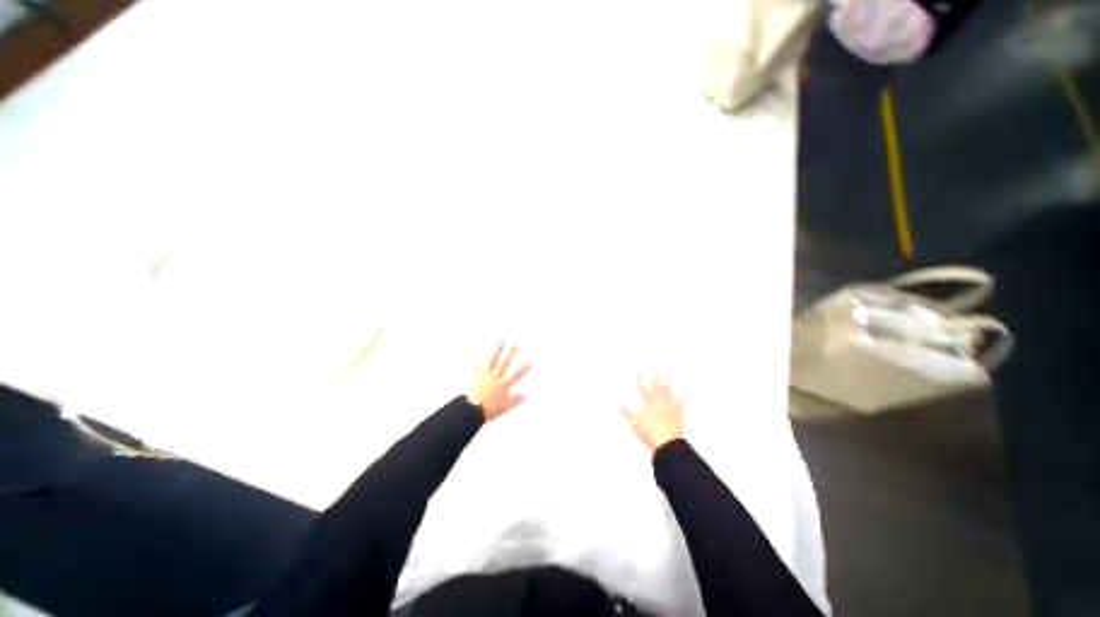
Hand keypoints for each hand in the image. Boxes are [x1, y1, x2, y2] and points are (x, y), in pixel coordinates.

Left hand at [464, 346, 530, 420]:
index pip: (516, 375)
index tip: (530, 361)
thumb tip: (525, 396)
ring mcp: (484, 374)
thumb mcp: (504, 408)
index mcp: (503, 385)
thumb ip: (514, 401)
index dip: (523, 368)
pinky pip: (474, 364)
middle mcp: (495, 376)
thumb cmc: (488, 410)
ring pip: (491, 359)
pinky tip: (477, 348)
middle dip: (510, 352)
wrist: (471, 410)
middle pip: (504, 362)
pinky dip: (475, 356)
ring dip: (497, 349)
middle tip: (515, 344)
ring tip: (501, 341)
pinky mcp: (473, 375)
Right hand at [622, 371, 684, 451]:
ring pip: (669, 388)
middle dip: (656, 373)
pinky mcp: (679, 410)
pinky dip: (683, 393)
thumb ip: (627, 411)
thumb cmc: (649, 433)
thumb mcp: (634, 422)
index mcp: (648, 401)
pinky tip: (685, 387)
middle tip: (656, 363)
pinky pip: (681, 399)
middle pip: (657, 383)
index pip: (642, 386)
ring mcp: (670, 404)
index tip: (639, 369)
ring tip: (668, 370)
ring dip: (669, 379)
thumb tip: (618, 402)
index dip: (640, 377)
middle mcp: (659, 399)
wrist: (668, 444)